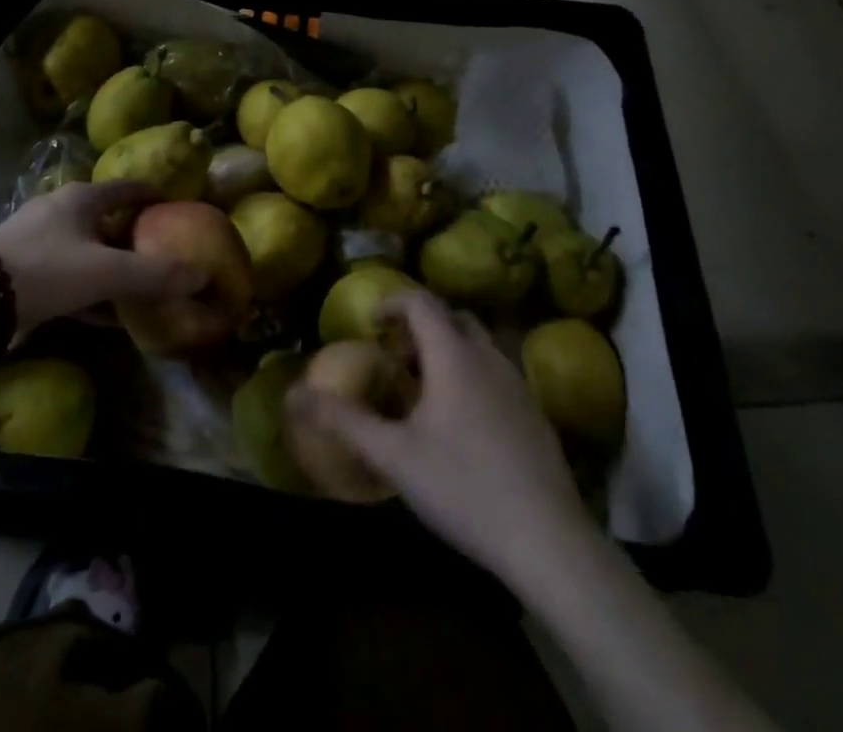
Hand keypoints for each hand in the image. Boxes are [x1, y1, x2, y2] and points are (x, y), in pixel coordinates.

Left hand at [0, 181, 206, 330]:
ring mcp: (36, 240)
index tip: (176, 206)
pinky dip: (89, 291)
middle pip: (106, 219)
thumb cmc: (46, 269)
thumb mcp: (106, 272)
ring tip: (138, 288)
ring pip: (86, 250)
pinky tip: (105, 317)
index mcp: (81, 198)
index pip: (127, 188)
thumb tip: (202, 275)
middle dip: (133, 236)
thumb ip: (153, 275)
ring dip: (111, 267)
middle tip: (161, 253)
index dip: (153, 196)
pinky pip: (67, 277)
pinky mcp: (21, 270)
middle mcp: (58, 210)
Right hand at [287, 291, 589, 584]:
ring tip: (426, 387)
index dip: (392, 302)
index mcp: (453, 354)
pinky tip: (462, 423)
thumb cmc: (463, 487)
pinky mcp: (535, 414)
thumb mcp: (393, 455)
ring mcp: (518, 384)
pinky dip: (472, 374)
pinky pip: (497, 372)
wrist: (548, 540)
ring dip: (449, 349)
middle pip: (453, 317)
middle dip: (421, 326)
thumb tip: (294, 394)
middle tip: (396, 355)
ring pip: (479, 344)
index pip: (421, 302)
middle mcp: (488, 357)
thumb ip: (343, 420)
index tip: (371, 323)